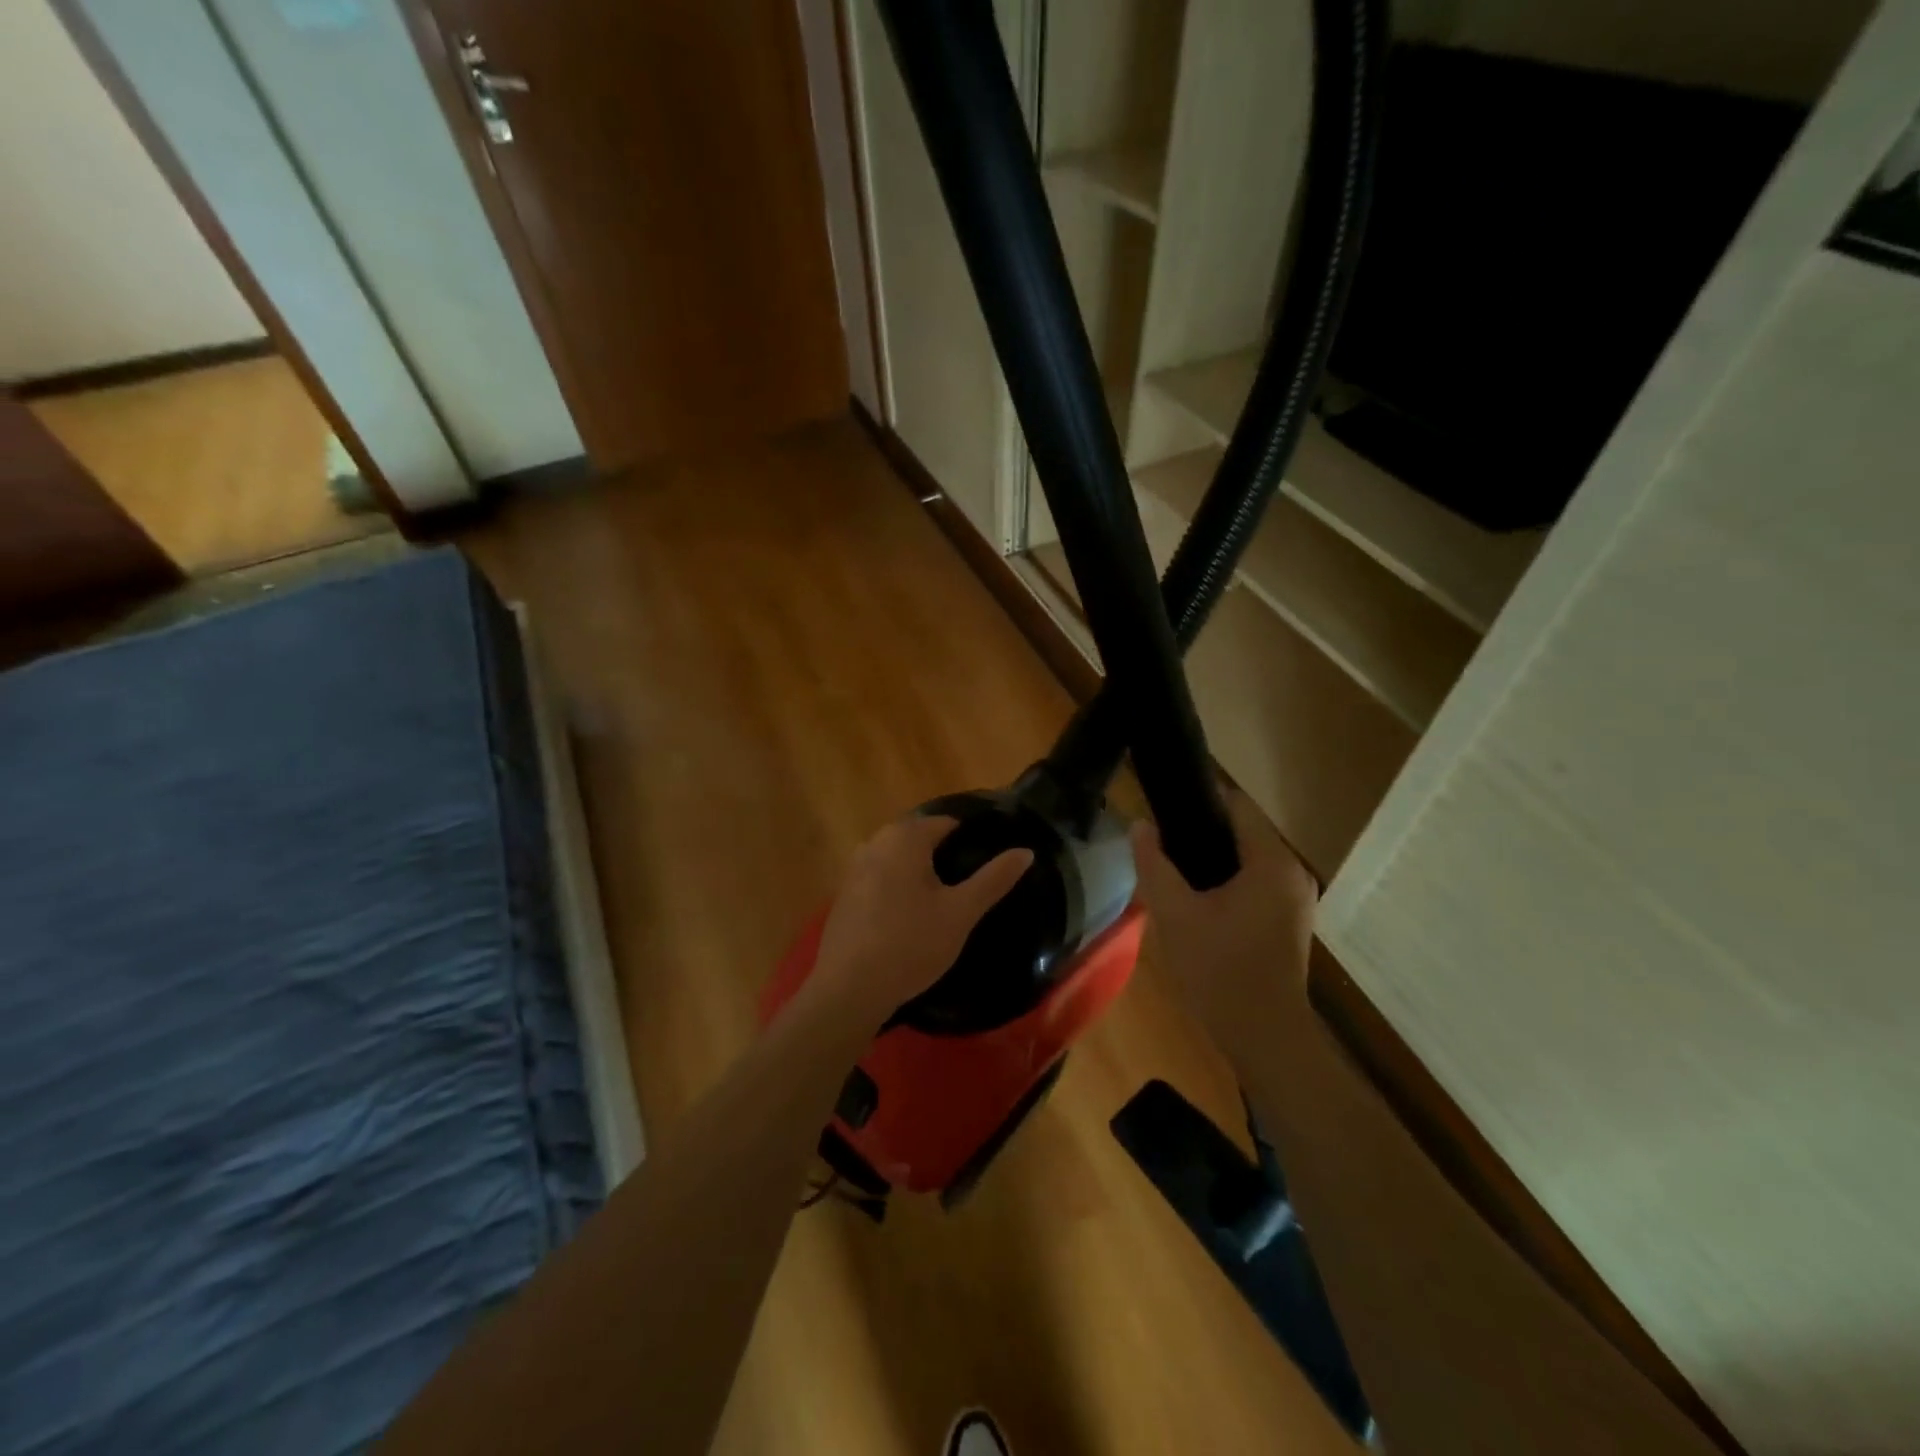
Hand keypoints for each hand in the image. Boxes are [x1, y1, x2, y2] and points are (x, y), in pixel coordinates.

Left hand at [807, 816, 1032, 1026]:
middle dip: (944, 853)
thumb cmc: (911, 944)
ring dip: (920, 870)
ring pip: (898, 858)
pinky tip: (911, 914)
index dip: (971, 837)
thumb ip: (994, 879)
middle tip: (971, 881)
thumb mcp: (960, 913)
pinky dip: (898, 886)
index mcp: (905, 838)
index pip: (946, 822)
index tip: (989, 857)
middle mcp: (875, 842)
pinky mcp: (844, 894)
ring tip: (946, 897)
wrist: (848, 988)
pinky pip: (880, 877)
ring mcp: (855, 868)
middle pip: (919, 837)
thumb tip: (1026, 852)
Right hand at [1129, 790, 1317, 1062]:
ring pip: (1250, 859)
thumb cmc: (1220, 971)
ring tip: (1174, 872)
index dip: (1199, 800)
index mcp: (1272, 862)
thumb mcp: (1174, 914)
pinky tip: (1199, 901)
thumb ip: (1154, 864)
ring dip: (1214, 860)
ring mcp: (1297, 899)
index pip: (1237, 805)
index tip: (1164, 809)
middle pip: (1244, 831)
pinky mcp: (1292, 921)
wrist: (1264, 1037)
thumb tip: (1140, 825)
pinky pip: (1258, 883)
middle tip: (1161, 846)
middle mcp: (1293, 872)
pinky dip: (1230, 882)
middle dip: (1202, 833)